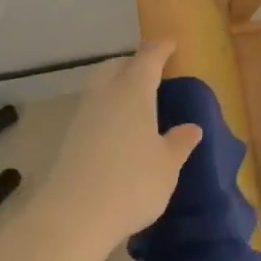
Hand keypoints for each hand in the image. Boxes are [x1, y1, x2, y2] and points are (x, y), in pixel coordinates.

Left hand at [38, 41, 202, 251]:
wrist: (74, 215)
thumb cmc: (133, 183)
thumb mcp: (167, 166)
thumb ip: (179, 143)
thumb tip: (191, 128)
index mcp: (133, 92)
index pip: (147, 58)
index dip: (160, 49)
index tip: (170, 44)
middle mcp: (105, 95)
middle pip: (116, 66)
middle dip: (133, 64)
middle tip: (151, 73)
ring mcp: (82, 116)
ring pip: (100, 87)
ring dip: (116, 86)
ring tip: (136, 103)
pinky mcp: (69, 138)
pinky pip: (92, 111)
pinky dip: (106, 110)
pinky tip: (117, 130)